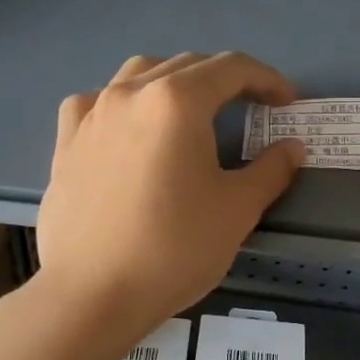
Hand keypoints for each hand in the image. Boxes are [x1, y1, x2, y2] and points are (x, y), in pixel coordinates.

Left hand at [36, 52, 303, 332]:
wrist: (93, 294)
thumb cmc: (174, 249)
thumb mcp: (237, 210)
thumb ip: (271, 170)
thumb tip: (292, 148)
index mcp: (178, 101)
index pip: (231, 68)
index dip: (267, 79)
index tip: (287, 102)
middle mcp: (131, 93)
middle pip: (187, 65)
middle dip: (227, 81)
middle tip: (252, 109)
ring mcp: (92, 114)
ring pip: (140, 74)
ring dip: (176, 82)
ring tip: (193, 111)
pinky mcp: (66, 141)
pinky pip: (99, 101)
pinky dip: (126, 103)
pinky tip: (130, 128)